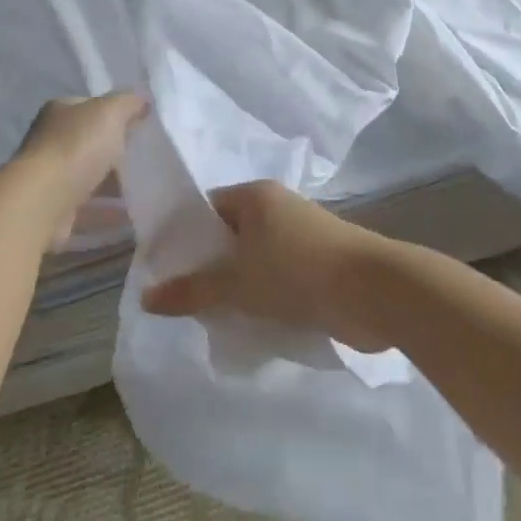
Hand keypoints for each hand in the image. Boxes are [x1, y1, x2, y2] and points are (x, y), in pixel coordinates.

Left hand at [17, 91, 146, 246]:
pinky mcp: (55, 207)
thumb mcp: (110, 112)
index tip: (142, 127)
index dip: (117, 114)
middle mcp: (50, 140)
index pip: (92, 107)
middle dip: (117, 151)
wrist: (43, 201)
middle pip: (91, 142)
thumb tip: (143, 100)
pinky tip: (129, 214)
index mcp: (60, 111)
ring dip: (114, 183)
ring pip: (89, 175)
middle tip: (147, 159)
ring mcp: (51, 175)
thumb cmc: (77, 147)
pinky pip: (88, 206)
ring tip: (145, 189)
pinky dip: (107, 210)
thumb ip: (128, 102)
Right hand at [140, 180, 392, 351]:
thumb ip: (191, 291)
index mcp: (256, 196)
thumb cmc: (297, 272)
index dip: (184, 236)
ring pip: (254, 260)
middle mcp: (277, 208)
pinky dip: (263, 297)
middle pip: (230, 235)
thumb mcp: (236, 283)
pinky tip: (250, 324)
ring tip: (213, 318)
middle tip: (184, 299)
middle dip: (209, 267)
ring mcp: (301, 236)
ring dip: (238, 287)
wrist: (374, 291)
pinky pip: (278, 277)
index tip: (164, 268)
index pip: (207, 208)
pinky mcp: (319, 265)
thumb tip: (145, 298)